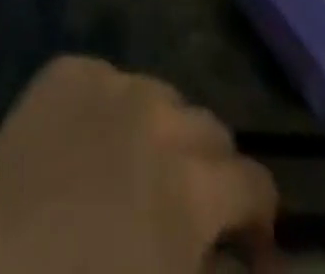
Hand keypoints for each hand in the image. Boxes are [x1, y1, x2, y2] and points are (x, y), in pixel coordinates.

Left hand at [0, 55, 278, 273]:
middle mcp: (156, 117)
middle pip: (212, 128)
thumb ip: (208, 268)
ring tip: (140, 175)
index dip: (261, 221)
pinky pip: (109, 79)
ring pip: (163, 96)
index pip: (255, 182)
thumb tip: (238, 257)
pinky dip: (115, 108)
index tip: (250, 254)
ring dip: (166, 133)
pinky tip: (94, 145)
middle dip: (215, 173)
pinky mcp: (63, 70)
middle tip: (195, 217)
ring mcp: (106, 82)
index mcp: (189, 188)